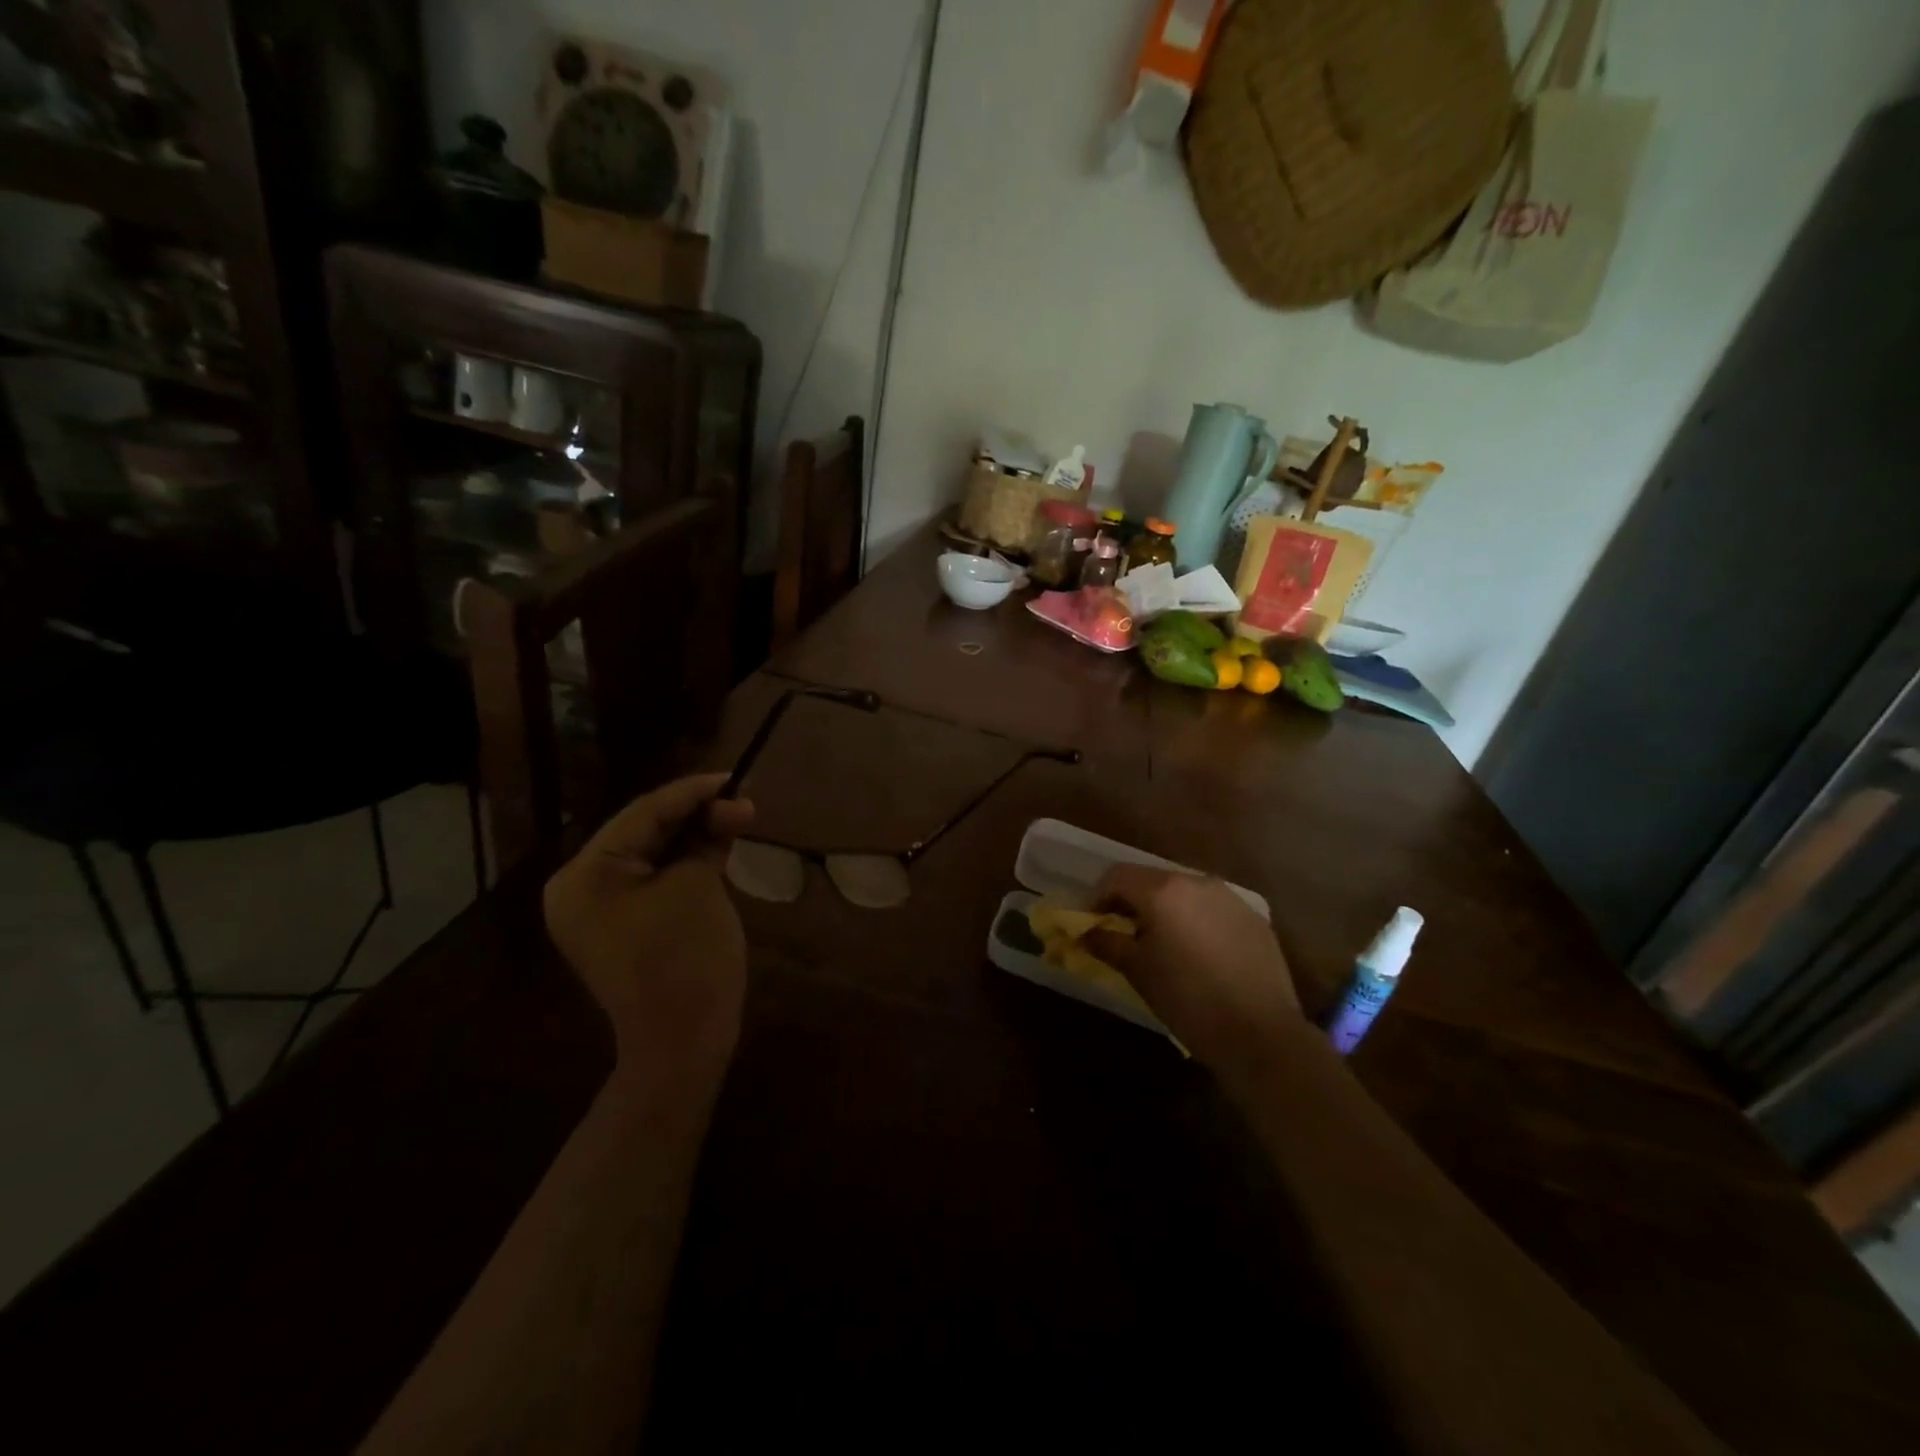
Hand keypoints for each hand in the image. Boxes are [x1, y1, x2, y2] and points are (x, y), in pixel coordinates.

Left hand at [543, 773, 754, 1087]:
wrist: (682, 1042)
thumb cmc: (685, 958)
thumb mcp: (697, 885)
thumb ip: (707, 838)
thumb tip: (728, 807)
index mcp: (585, 875)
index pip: (643, 814)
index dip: (693, 792)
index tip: (735, 777)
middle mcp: (580, 888)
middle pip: (644, 831)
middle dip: (696, 814)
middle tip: (743, 801)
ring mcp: (598, 910)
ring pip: (652, 854)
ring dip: (694, 835)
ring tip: (737, 818)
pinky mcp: (622, 925)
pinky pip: (654, 879)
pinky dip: (685, 862)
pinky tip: (718, 846)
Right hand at [1087, 865, 1303, 1073]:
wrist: (1261, 1034)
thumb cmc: (1187, 1000)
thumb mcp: (1138, 972)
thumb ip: (1108, 943)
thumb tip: (1086, 933)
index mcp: (1163, 891)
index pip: (1117, 876)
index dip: (1097, 896)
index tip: (1091, 923)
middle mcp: (1197, 882)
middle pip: (1151, 879)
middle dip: (1131, 901)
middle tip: (1122, 932)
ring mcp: (1230, 898)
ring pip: (1184, 892)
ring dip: (1165, 909)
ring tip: (1161, 943)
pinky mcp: (1254, 918)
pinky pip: (1213, 909)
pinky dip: (1196, 920)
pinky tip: (1199, 953)